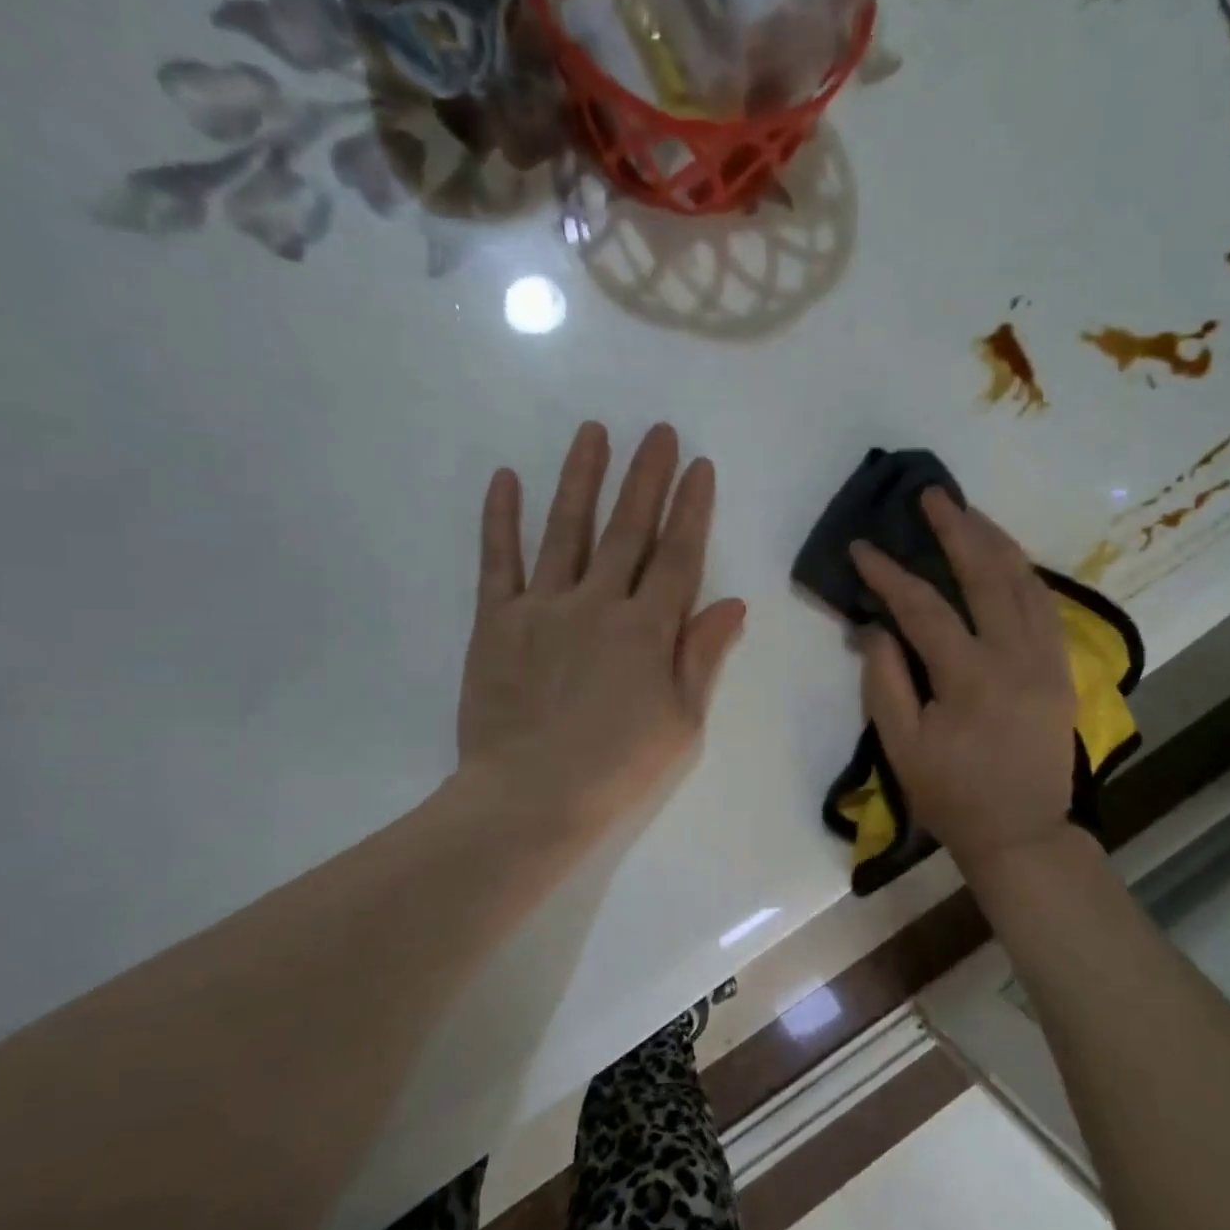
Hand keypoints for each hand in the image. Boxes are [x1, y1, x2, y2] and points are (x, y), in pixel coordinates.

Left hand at [455, 421, 745, 841]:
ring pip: (566, 529)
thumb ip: (702, 655)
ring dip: (581, 478)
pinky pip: (498, 561)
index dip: (691, 508)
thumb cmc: (616, 767)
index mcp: (646, 629)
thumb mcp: (681, 721)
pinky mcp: (496, 621)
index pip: (678, 555)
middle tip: (658, 431)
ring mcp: (543, 606)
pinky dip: (501, 519)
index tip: (699, 466)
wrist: (529, 798)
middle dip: (646, 477)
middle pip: (628, 529)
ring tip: (593, 432)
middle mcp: (597, 603)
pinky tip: (505, 479)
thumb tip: (733, 602)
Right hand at [851, 490, 1077, 874]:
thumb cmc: (952, 796)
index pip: (923, 608)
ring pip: (1024, 582)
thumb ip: (885, 681)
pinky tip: (1007, 557)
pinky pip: (1047, 606)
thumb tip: (873, 627)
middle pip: (986, 576)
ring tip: (969, 512)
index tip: (862, 548)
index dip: (889, 575)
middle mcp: (1015, 657)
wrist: (1022, 833)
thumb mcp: (902, 747)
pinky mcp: (1062, 669)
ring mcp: (1047, 660)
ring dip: (995, 541)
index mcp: (970, 678)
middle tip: (932, 496)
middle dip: (956, 530)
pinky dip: (1025, 573)